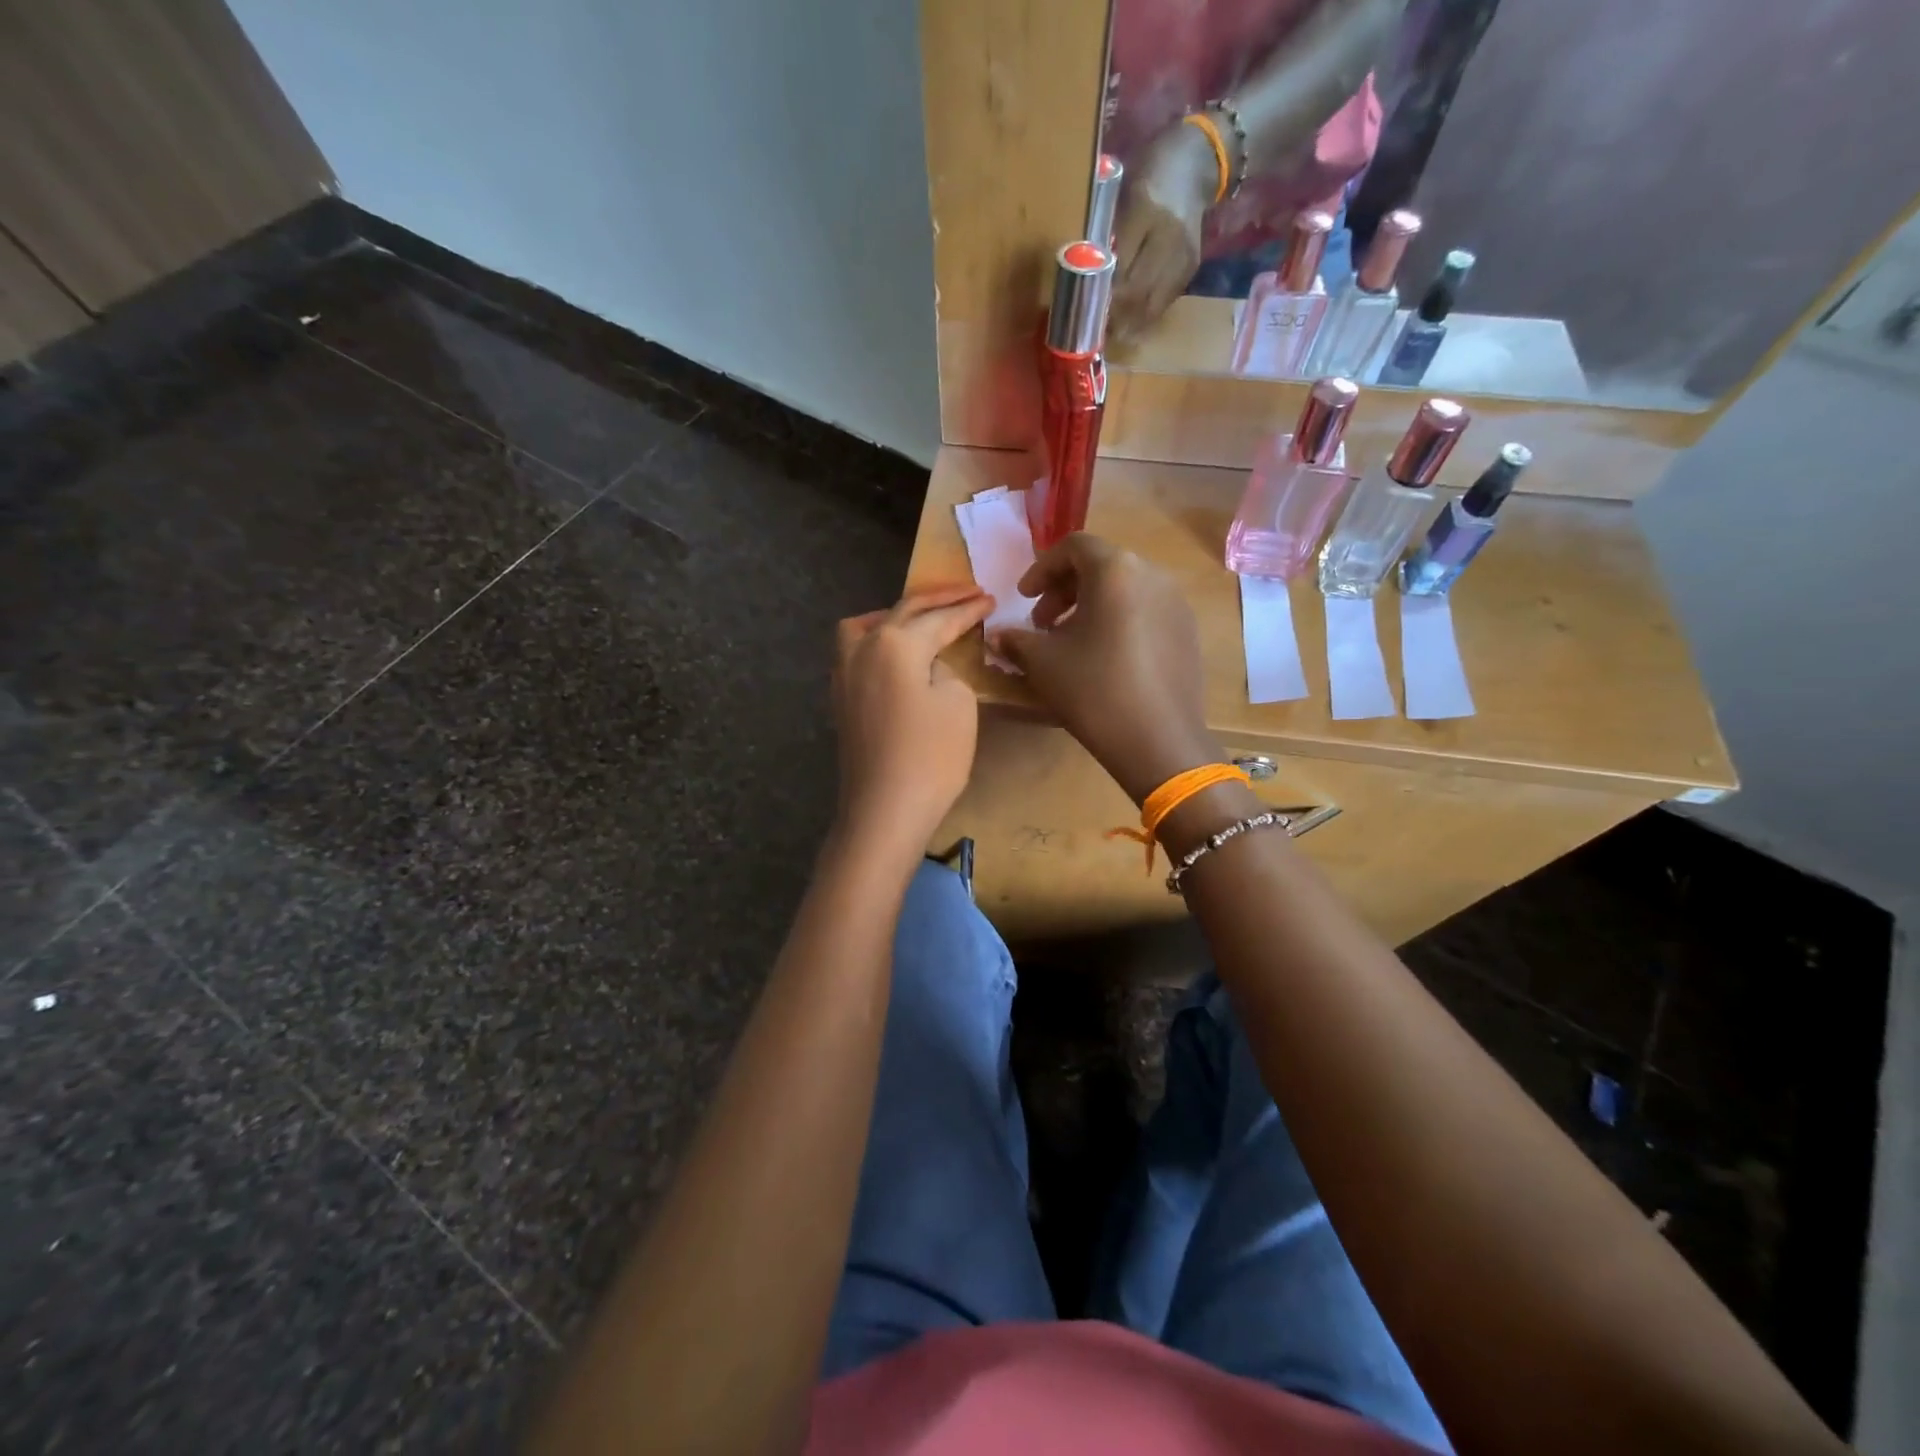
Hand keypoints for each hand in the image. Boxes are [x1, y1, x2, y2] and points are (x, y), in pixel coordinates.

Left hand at [832, 586, 994, 853]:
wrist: (884, 810)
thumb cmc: (930, 756)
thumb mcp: (958, 703)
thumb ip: (946, 670)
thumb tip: (930, 667)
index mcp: (894, 643)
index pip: (939, 619)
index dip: (968, 609)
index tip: (990, 599)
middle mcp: (862, 648)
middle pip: (903, 613)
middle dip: (938, 601)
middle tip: (969, 593)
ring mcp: (845, 674)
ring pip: (870, 627)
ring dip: (899, 616)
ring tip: (925, 619)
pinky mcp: (842, 699)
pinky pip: (860, 651)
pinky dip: (880, 640)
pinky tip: (897, 653)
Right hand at [989, 535, 1219, 803]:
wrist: (1159, 741)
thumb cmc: (1094, 690)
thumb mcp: (1043, 663)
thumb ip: (1016, 640)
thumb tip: (998, 636)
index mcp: (1115, 570)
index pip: (1073, 546)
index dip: (1041, 569)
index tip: (1023, 598)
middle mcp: (1152, 575)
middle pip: (1101, 565)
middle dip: (1065, 590)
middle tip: (1043, 624)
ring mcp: (1176, 604)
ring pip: (1125, 589)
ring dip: (1091, 606)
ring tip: (1072, 643)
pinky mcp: (1188, 632)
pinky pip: (1146, 611)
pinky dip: (1119, 621)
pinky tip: (1105, 658)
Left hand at [1109, 121, 1217, 347]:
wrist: (1197, 163)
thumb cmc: (1150, 175)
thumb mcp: (1122, 194)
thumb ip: (1109, 234)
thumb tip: (1090, 279)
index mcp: (1145, 208)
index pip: (1120, 265)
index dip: (1103, 293)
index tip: (1086, 310)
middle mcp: (1168, 234)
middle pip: (1137, 289)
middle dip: (1115, 314)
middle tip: (1097, 329)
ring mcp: (1183, 253)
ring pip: (1153, 302)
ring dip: (1131, 322)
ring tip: (1113, 333)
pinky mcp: (1192, 265)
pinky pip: (1166, 300)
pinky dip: (1147, 314)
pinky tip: (1133, 322)